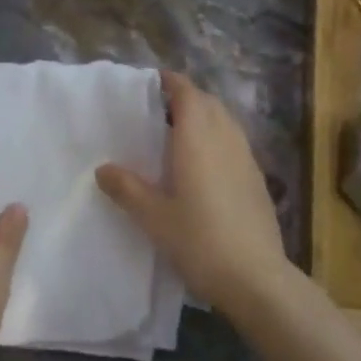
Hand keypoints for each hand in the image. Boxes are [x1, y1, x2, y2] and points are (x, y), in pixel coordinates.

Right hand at [95, 72, 293, 316]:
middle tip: (158, 111)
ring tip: (178, 136)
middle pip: (208, 103)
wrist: (256, 278)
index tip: (150, 83)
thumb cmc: (200, 241)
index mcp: (198, 139)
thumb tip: (103, 169)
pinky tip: (203, 166)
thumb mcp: (154, 217)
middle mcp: (226, 139)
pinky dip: (218, 139)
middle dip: (186, 98)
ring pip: (225, 121)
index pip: (187, 93)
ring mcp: (246, 158)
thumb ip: (128, 189)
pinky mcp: (257, 179)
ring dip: (204, 117)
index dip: (170, 82)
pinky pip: (235, 142)